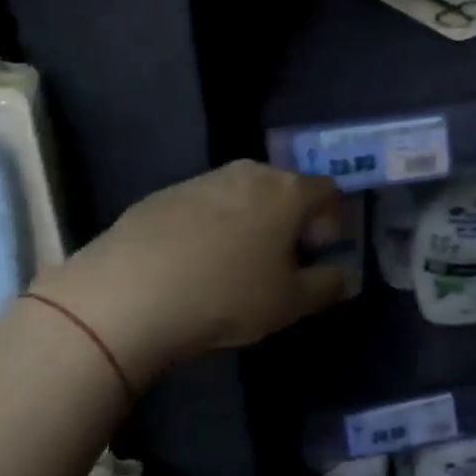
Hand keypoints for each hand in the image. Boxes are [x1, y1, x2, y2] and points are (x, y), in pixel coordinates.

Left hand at [30, 161, 351, 383]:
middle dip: (292, 218)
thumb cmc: (227, 295)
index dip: (332, 221)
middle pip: (285, 187)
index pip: (328, 191)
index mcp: (288, 191)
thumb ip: (327, 285)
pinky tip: (194, 261)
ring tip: (236, 262)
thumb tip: (343, 274)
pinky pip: (205, 204)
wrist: (132, 291)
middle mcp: (250, 172)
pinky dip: (212, 224)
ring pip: (244, 193)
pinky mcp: (166, 192)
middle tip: (281, 259)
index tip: (319, 253)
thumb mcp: (290, 303)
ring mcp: (204, 178)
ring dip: (251, 219)